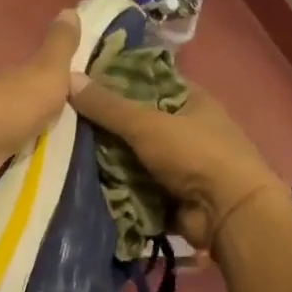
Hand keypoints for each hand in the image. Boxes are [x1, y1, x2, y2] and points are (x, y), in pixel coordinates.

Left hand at [0, 10, 80, 190]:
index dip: (58, 71)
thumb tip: (69, 8)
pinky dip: (26, 146)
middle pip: (29, 94)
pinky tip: (39, 154)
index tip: (82, 80)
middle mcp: (5, 93)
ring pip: (21, 120)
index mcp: (20, 73)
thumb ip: (59, 45)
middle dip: (48, 101)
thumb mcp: (48, 70)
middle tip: (79, 113)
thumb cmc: (18, 103)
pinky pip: (15, 145)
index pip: (40, 67)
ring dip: (36, 125)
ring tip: (66, 138)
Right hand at [66, 75, 282, 249]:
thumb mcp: (147, 123)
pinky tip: (81, 176)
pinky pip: (135, 182)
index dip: (114, 79)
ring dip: (106, 156)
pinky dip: (115, 183)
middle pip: (136, 119)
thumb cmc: (195, 154)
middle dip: (104, 123)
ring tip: (63, 148)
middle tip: (62, 117)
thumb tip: (67, 77)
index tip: (78, 81)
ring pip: (133, 153)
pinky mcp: (170, 192)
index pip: (146, 80)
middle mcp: (186, 127)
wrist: (229, 214)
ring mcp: (179, 162)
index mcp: (190, 99)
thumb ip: (107, 106)